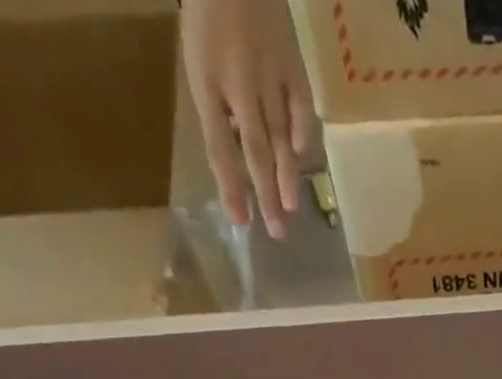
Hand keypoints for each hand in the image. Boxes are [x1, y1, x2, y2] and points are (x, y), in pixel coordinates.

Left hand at [180, 0, 314, 236]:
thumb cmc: (208, 11)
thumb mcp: (198, 56)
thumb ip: (215, 105)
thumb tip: (236, 151)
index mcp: (207, 80)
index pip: (219, 144)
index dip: (229, 185)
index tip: (239, 221)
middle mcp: (240, 85)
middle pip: (256, 150)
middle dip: (265, 194)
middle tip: (277, 233)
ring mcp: (271, 75)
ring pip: (280, 136)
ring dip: (286, 177)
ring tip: (291, 210)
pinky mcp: (293, 65)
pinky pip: (300, 106)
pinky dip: (303, 132)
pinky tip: (302, 155)